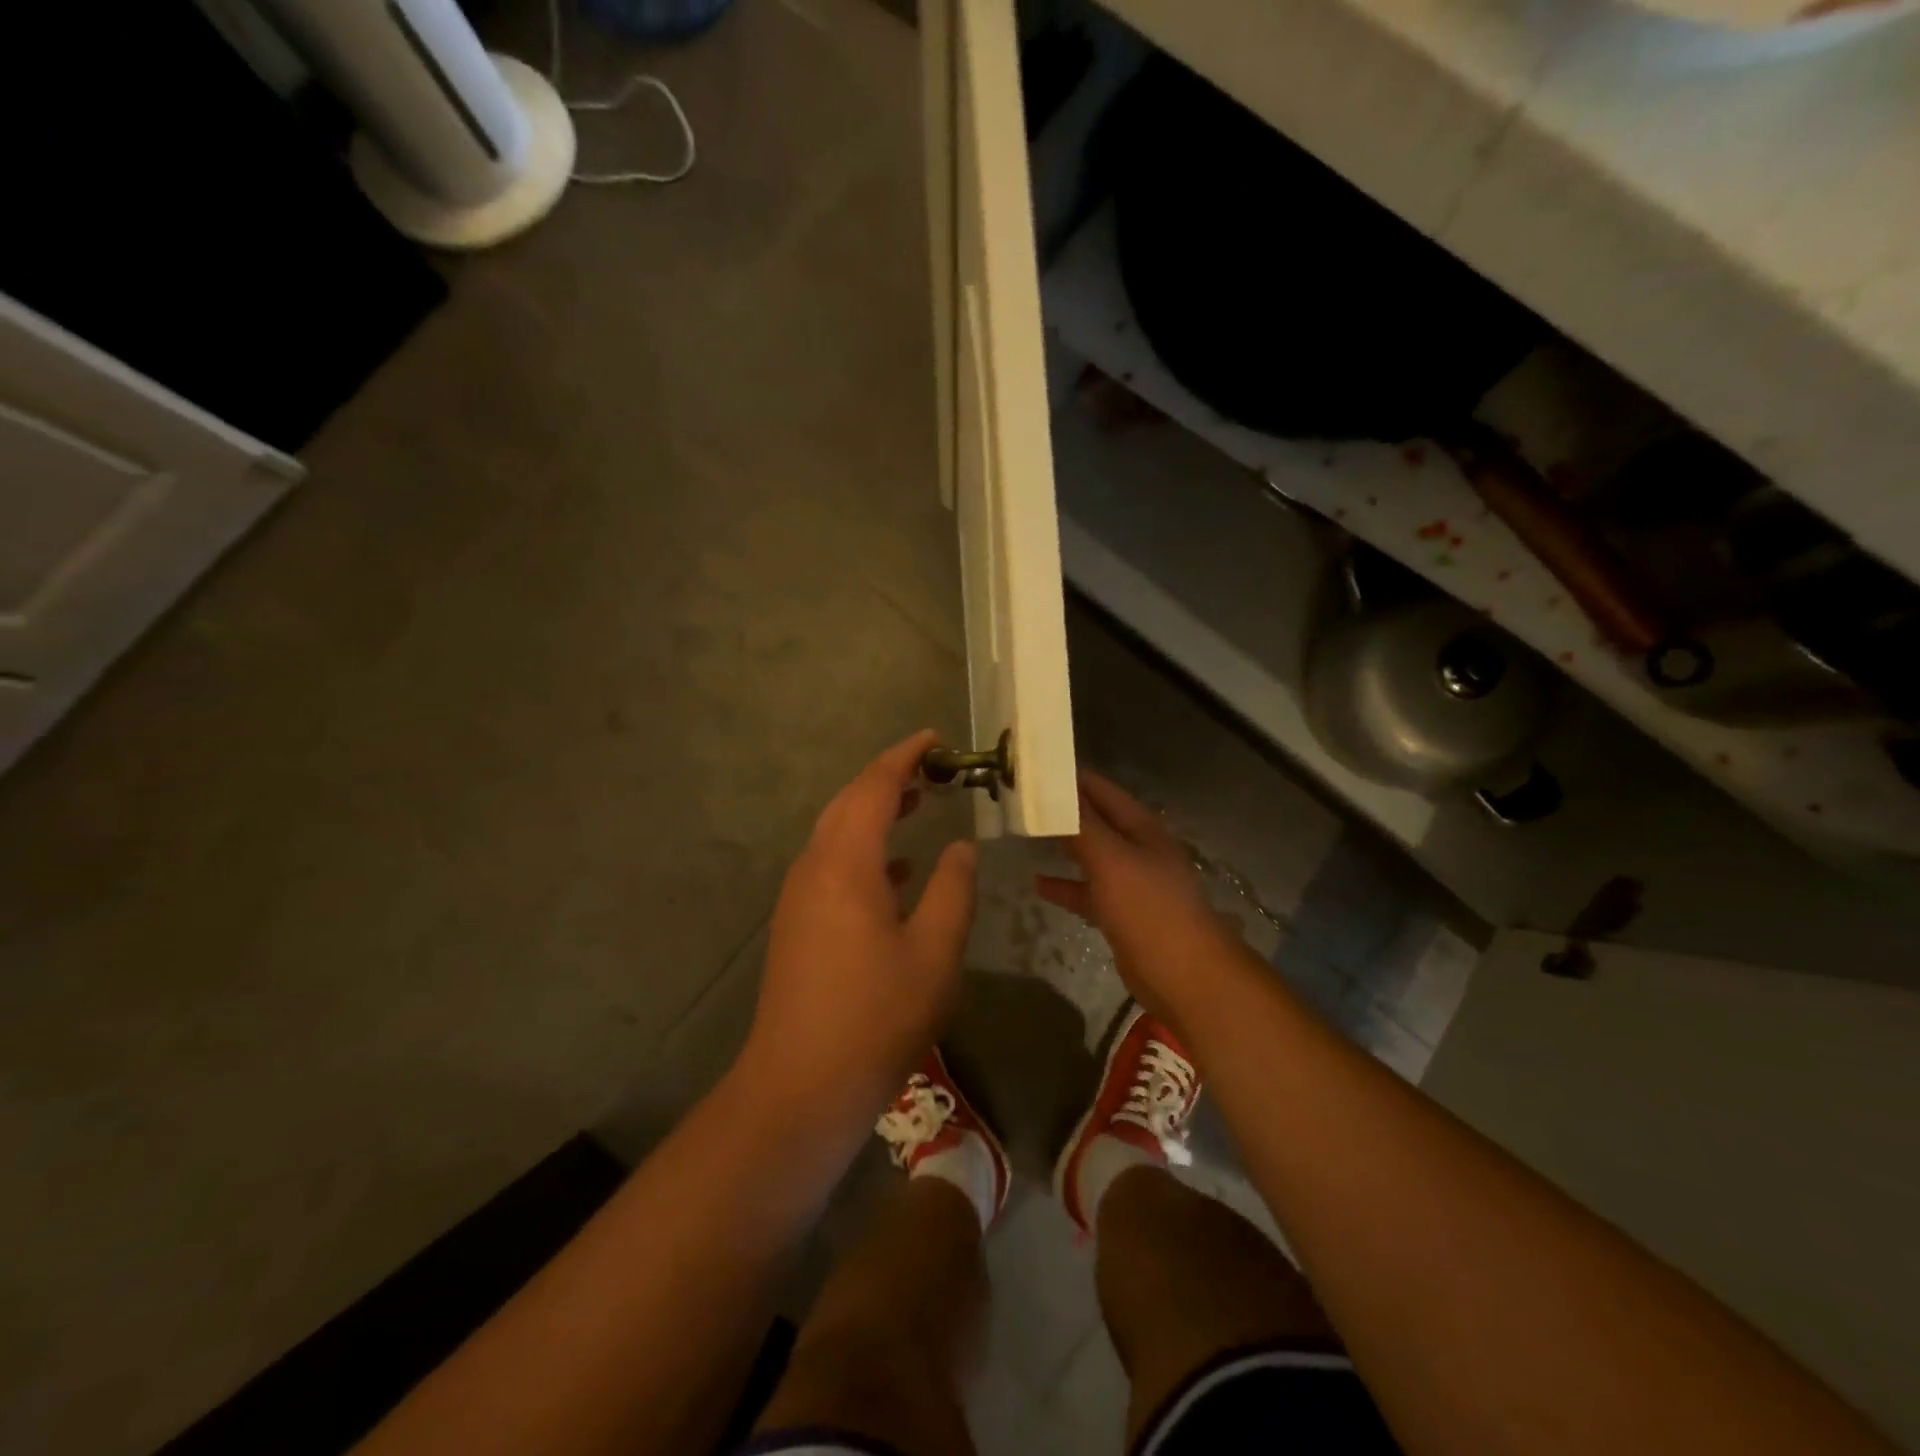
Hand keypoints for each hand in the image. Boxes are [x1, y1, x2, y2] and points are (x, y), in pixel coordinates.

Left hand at [739, 730, 977, 1139]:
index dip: (904, 756)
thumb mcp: (935, 952)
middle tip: (932, 769)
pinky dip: (864, 851)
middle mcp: (814, 869)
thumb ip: (953, 890)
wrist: (801, 1086)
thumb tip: (961, 846)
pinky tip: (894, 871)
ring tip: (917, 804)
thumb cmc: (877, 1016)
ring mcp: (799, 898)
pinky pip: (831, 866)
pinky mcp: (797, 925)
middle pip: (848, 803)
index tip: (935, 738)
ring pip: (836, 834)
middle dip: (888, 779)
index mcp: (846, 864)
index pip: (874, 787)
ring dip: (874, 812)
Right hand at [1036, 771, 1246, 1031]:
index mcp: (1142, 828)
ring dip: (1064, 846)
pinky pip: (1089, 891)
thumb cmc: (1148, 908)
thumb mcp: (1111, 860)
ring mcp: (1132, 883)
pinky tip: (1039, 884)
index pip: (1102, 790)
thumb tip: (1056, 791)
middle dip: (1063, 812)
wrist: (1184, 974)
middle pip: (1097, 821)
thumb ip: (1082, 826)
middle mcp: (1138, 849)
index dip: (1071, 778)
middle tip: (1023, 802)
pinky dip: (1066, 886)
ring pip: (1092, 856)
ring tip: (1027, 836)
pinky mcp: (1123, 914)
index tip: (1034, 769)